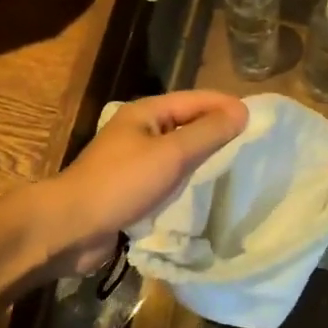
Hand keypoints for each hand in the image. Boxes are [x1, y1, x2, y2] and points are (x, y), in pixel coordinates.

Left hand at [36, 91, 248, 277]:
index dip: (224, 105)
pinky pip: (166, 175)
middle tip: (251, 140)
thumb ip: (208, 133)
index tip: (257, 117)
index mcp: (145, 113)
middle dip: (216, 127)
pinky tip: (202, 189)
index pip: (194, 99)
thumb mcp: (171, 154)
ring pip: (176, 150)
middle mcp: (138, 130)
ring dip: (202, 154)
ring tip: (234, 162)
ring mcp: (132, 160)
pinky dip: (186, 178)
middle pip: (185, 122)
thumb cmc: (121, 184)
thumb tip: (241, 111)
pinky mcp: (129, 188)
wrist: (69, 228)